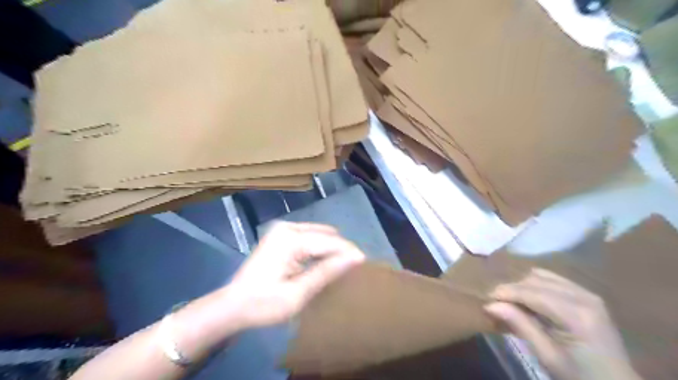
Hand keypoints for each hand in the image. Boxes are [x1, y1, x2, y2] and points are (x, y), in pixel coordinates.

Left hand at [222, 223, 362, 329]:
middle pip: (325, 235)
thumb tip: (355, 257)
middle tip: (352, 268)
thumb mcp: (298, 294)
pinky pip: (309, 236)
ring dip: (331, 249)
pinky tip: (324, 262)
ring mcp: (283, 229)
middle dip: (340, 250)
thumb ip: (326, 272)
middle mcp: (288, 227)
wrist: (232, 305)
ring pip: (319, 234)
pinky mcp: (281, 234)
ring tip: (341, 266)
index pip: (330, 241)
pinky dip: (319, 248)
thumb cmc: (263, 304)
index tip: (365, 262)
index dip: (349, 251)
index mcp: (291, 240)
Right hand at [484, 269, 639, 379]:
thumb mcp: (547, 356)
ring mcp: (586, 292)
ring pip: (541, 275)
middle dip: (512, 288)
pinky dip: (535, 285)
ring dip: (522, 285)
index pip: (533, 292)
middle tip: (496, 303)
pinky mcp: (585, 294)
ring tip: (512, 301)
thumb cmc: (579, 375)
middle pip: (535, 280)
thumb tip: (490, 305)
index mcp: (578, 315)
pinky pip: (551, 279)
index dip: (506, 292)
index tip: (485, 298)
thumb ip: (520, 326)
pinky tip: (529, 299)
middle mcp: (584, 296)